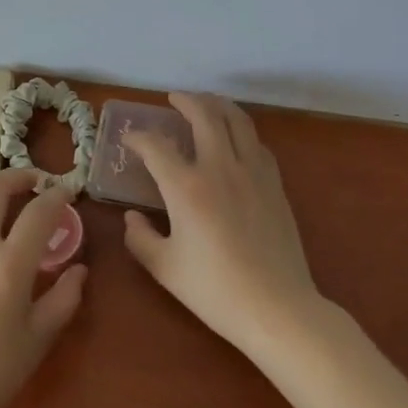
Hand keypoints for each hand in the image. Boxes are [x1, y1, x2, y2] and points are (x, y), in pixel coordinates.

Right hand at [120, 92, 318, 354]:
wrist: (277, 308)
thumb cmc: (215, 290)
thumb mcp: (165, 268)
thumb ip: (140, 239)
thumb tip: (132, 218)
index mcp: (186, 187)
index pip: (156, 146)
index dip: (138, 138)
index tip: (129, 140)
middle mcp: (219, 168)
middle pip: (204, 115)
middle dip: (185, 101)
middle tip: (173, 99)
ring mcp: (252, 173)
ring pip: (237, 121)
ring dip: (218, 105)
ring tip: (206, 103)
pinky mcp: (275, 184)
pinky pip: (257, 143)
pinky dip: (241, 131)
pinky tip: (236, 139)